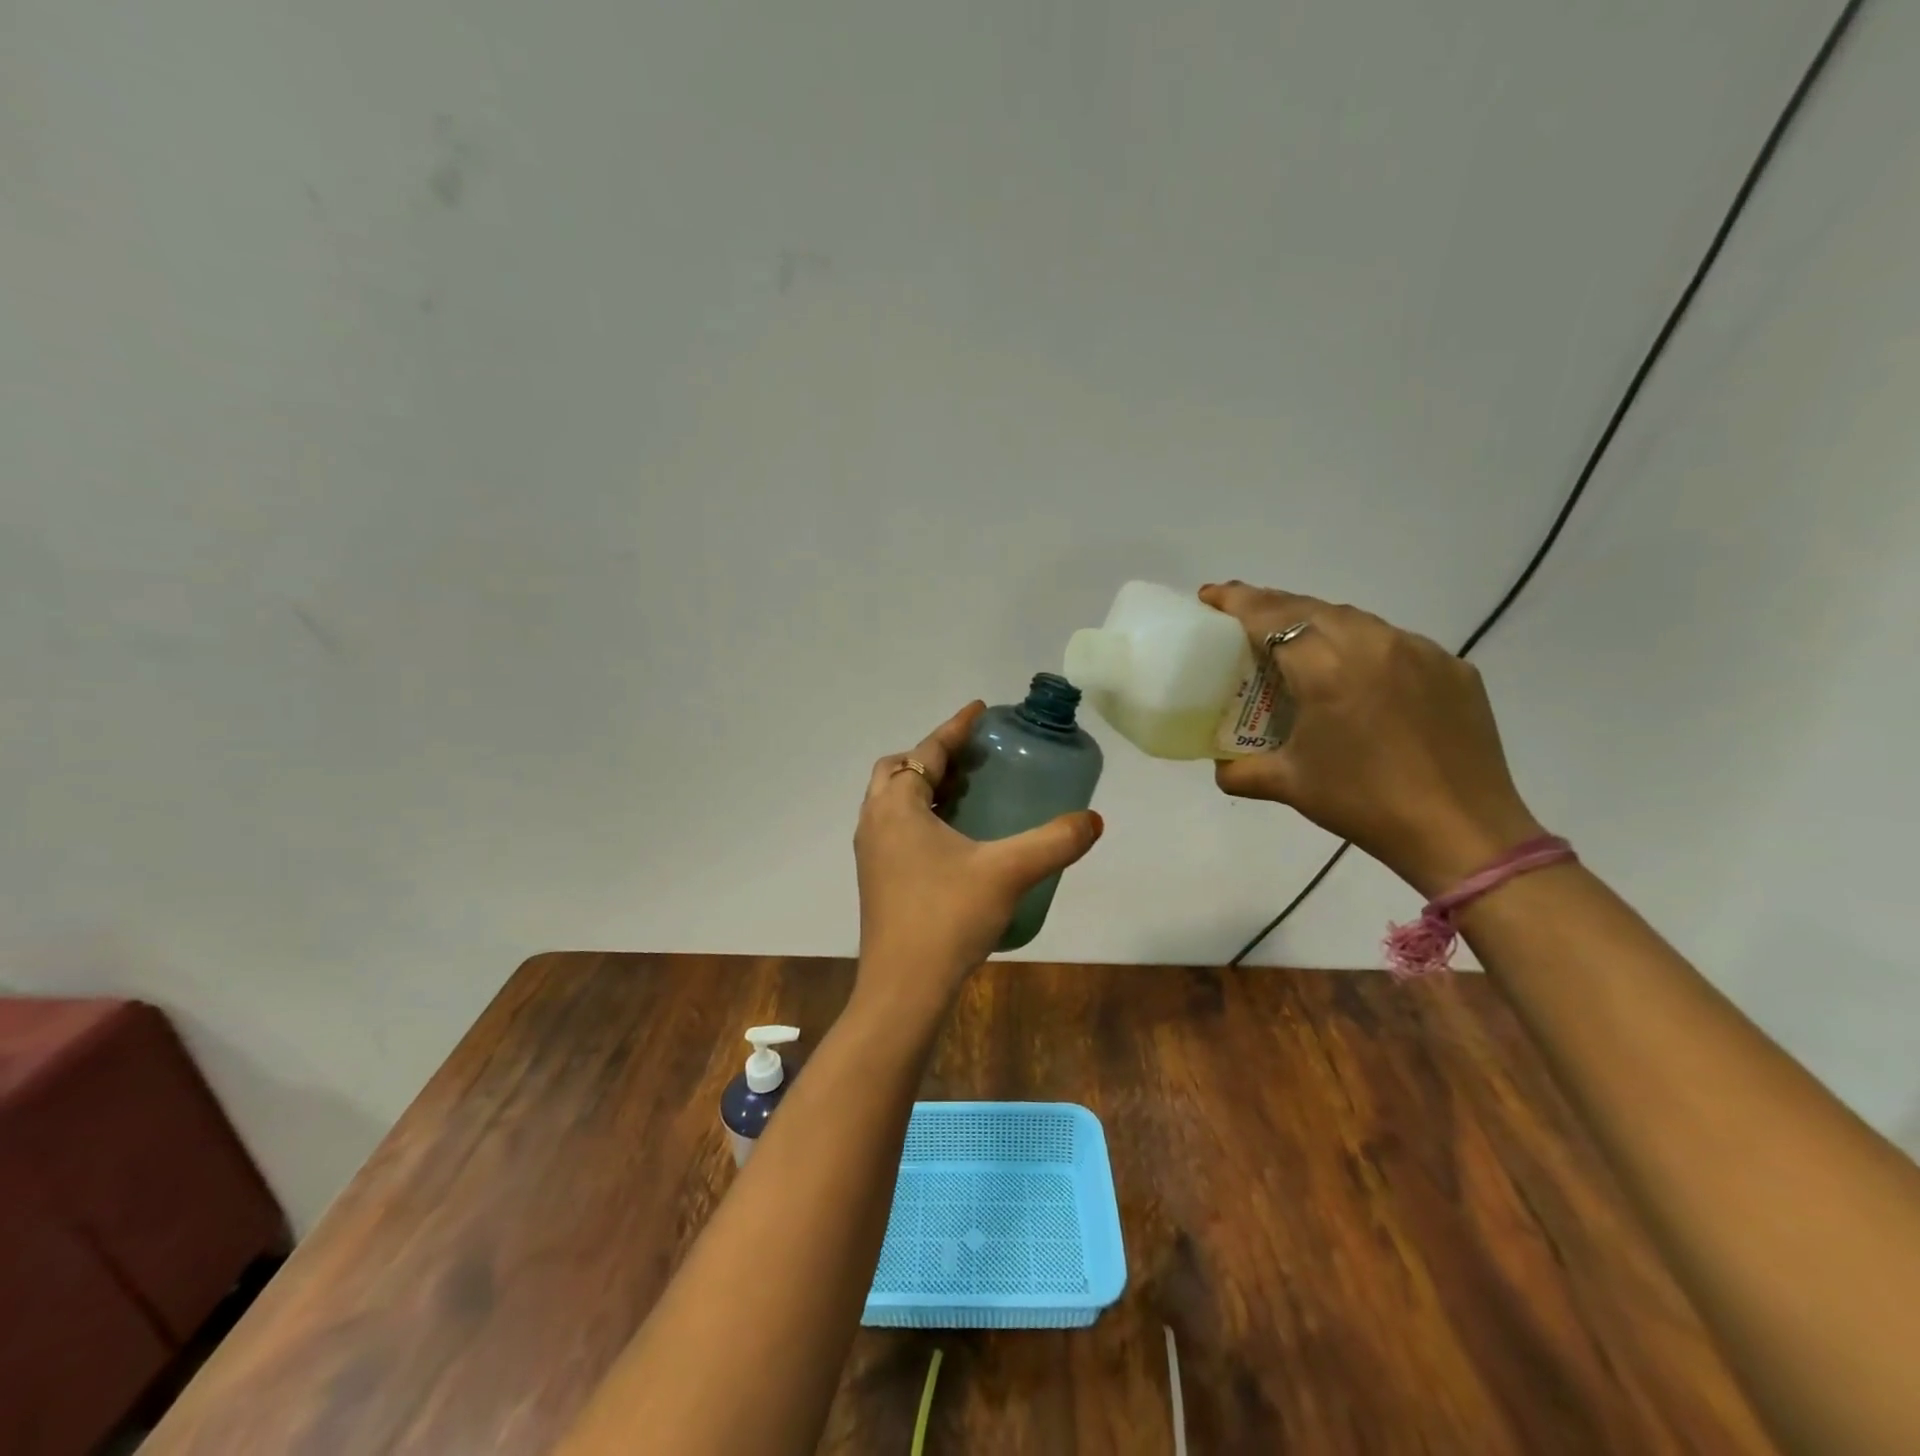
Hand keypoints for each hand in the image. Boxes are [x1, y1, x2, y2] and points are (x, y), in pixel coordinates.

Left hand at [853, 703, 1103, 1011]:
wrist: (903, 988)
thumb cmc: (947, 917)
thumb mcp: (1008, 872)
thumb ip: (1054, 842)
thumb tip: (1093, 820)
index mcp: (897, 806)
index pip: (927, 752)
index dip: (954, 728)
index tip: (980, 711)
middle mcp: (876, 821)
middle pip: (898, 771)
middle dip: (932, 756)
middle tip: (972, 759)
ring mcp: (871, 853)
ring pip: (893, 802)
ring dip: (924, 788)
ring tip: (967, 793)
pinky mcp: (877, 880)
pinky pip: (895, 829)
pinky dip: (920, 817)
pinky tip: (956, 841)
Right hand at [1199, 582, 1543, 896]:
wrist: (1462, 831)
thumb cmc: (1363, 803)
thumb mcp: (1289, 785)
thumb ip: (1240, 770)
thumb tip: (1220, 766)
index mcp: (1326, 667)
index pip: (1270, 616)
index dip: (1236, 600)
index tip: (1209, 596)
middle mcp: (1373, 643)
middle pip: (1309, 607)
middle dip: (1270, 606)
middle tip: (1241, 619)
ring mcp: (1418, 650)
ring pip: (1354, 620)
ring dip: (1316, 623)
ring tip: (1295, 645)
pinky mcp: (1451, 666)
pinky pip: (1394, 643)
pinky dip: (1362, 647)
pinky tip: (1357, 677)